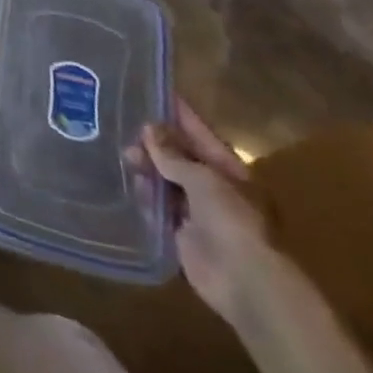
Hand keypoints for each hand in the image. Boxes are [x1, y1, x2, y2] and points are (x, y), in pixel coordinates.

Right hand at [135, 98, 277, 321]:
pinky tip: (132, 185)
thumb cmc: (232, 220)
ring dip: (148, 169)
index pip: (200, 133)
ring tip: (128, 159)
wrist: (244, 280)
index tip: (155, 92)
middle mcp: (214, 188)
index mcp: (229, 170)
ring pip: (167, 181)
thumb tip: (149, 129)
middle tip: (130, 133)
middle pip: (180, 157)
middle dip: (156, 144)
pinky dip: (146, 196)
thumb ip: (173, 155)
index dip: (179, 114)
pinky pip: (160, 207)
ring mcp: (199, 212)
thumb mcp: (203, 178)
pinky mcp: (183, 234)